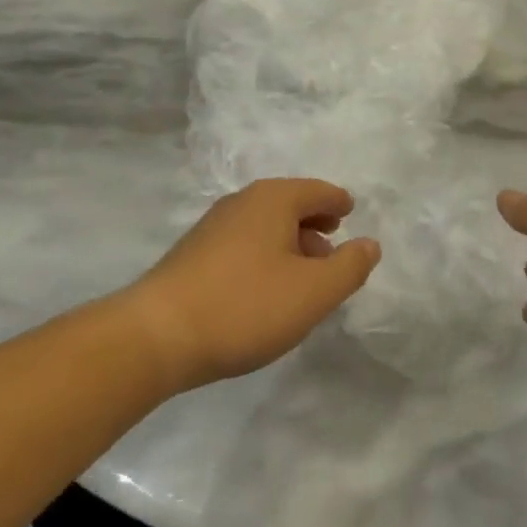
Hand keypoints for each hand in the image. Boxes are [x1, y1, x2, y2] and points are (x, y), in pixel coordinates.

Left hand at [132, 179, 381, 391]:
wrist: (158, 334)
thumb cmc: (246, 306)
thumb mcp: (313, 292)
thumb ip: (349, 267)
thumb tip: (369, 244)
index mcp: (272, 200)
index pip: (317, 191)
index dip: (337, 203)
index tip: (349, 213)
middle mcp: (241, 203)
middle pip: (288, 205)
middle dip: (313, 225)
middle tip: (332, 250)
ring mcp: (212, 228)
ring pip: (263, 227)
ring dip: (289, 244)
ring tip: (304, 276)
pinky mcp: (193, 255)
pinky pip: (243, 245)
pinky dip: (264, 257)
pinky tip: (266, 290)